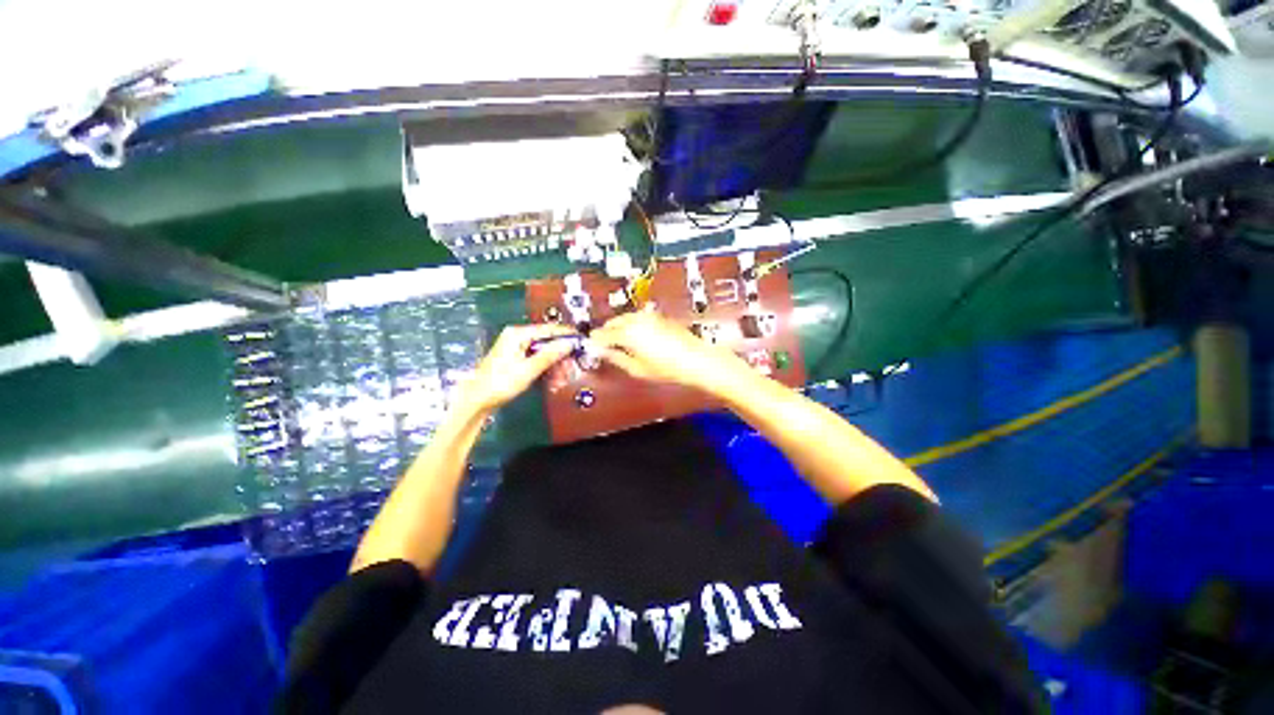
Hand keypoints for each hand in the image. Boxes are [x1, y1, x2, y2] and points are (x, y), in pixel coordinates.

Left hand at [460, 323, 577, 412]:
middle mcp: (517, 338)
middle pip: (548, 343)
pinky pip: (537, 361)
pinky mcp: (516, 360)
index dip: (566, 335)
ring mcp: (516, 349)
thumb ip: (550, 355)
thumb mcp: (528, 369)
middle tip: (571, 369)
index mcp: (518, 335)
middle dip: (561, 357)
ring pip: (544, 354)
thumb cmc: (500, 383)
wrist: (477, 400)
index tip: (582, 341)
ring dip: (555, 367)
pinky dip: (546, 370)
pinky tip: (552, 382)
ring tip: (561, 381)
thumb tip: (569, 344)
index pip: (549, 330)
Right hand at [591, 306, 751, 395]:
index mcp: (628, 333)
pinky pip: (637, 318)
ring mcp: (649, 316)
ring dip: (618, 327)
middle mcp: (637, 320)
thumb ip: (616, 358)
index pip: (604, 335)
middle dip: (606, 332)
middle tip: (603, 344)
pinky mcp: (659, 317)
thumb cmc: (668, 368)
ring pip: (625, 318)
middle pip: (613, 322)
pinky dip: (630, 324)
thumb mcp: (637, 368)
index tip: (591, 346)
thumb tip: (604, 352)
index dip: (595, 341)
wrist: (696, 360)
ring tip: (618, 342)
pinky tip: (634, 336)